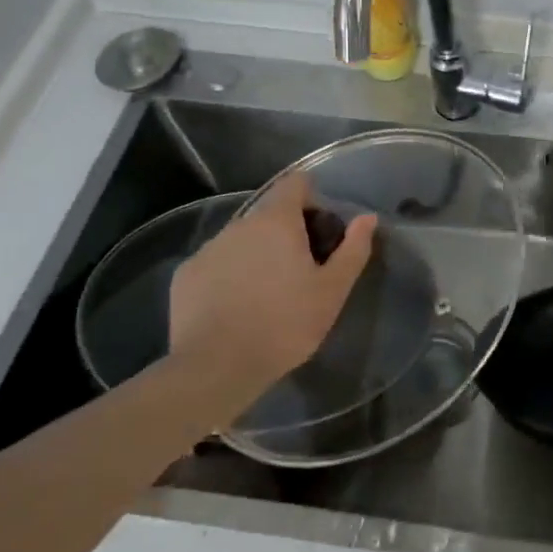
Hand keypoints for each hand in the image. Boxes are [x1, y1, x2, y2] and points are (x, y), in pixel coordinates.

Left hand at [167, 173, 375, 401]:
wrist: (216, 367)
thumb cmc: (285, 324)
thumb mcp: (333, 291)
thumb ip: (353, 249)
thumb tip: (367, 218)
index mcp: (276, 221)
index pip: (295, 184)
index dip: (312, 199)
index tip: (322, 230)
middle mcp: (239, 225)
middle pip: (269, 214)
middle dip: (288, 232)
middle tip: (303, 271)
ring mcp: (208, 249)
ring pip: (242, 240)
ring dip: (258, 254)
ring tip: (269, 294)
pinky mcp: (185, 276)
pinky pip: (217, 264)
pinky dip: (230, 275)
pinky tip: (237, 307)